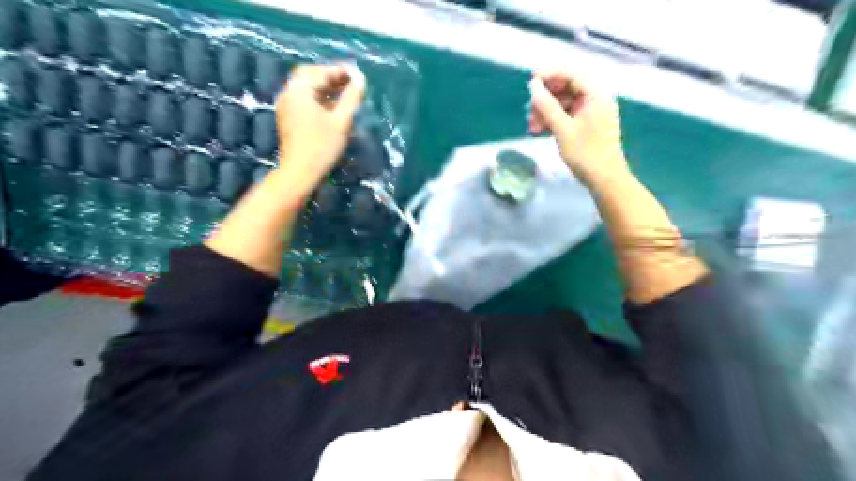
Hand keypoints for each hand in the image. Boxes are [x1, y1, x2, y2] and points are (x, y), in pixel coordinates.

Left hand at [278, 61, 364, 189]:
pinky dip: (319, 97)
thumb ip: (352, 97)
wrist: (300, 172)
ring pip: (307, 88)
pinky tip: (333, 106)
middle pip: (311, 75)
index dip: (342, 71)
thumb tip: (361, 79)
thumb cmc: (322, 146)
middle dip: (332, 76)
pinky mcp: (288, 117)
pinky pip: (304, 99)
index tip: (360, 75)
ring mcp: (286, 105)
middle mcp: (289, 92)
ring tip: (346, 93)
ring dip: (326, 87)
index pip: (322, 72)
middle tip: (351, 81)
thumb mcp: (341, 121)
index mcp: (299, 89)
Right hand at [530, 68, 627, 186]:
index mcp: (596, 95)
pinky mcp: (587, 123)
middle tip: (530, 112)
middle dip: (546, 97)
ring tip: (533, 127)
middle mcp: (596, 98)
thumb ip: (547, 106)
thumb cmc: (585, 154)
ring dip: (546, 111)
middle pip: (567, 87)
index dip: (550, 73)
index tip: (531, 80)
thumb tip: (534, 86)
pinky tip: (541, 130)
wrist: (604, 179)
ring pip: (564, 101)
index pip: (572, 73)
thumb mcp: (563, 130)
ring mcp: (592, 111)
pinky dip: (553, 119)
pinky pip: (567, 113)